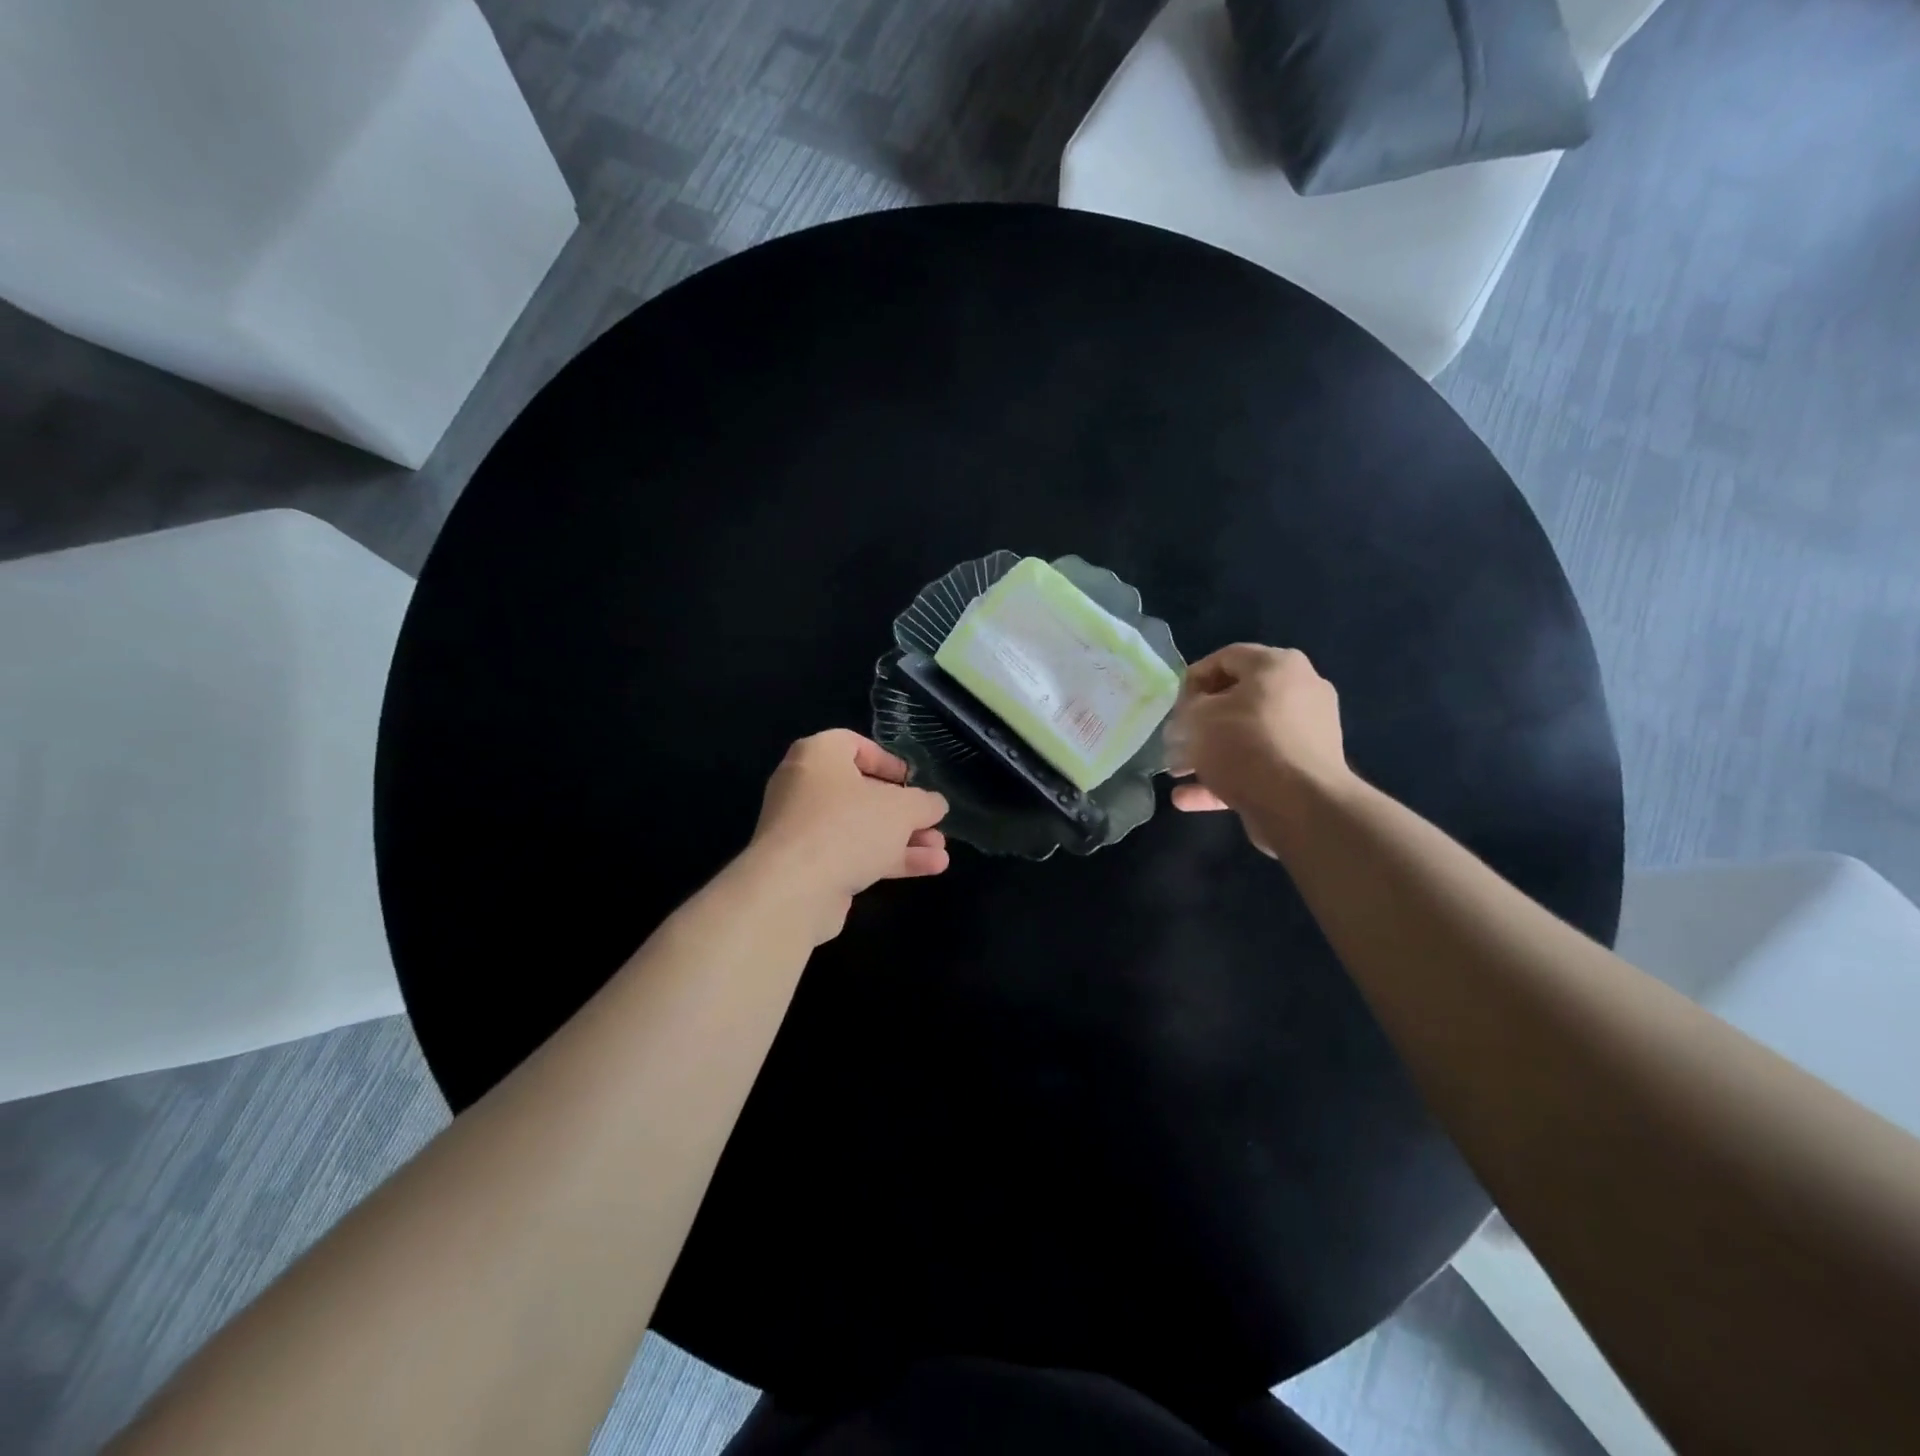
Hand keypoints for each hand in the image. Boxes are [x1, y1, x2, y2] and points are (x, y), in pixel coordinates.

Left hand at [747, 730, 949, 940]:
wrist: (794, 890)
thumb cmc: (847, 827)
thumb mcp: (901, 808)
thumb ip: (924, 802)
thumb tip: (935, 804)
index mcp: (818, 756)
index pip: (853, 744)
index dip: (886, 761)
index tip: (912, 780)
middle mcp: (804, 788)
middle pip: (862, 793)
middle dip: (904, 812)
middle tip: (933, 823)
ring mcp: (804, 830)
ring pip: (861, 828)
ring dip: (903, 840)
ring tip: (941, 852)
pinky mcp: (807, 867)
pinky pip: (852, 854)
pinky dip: (886, 859)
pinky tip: (927, 869)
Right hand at [1164, 644, 1350, 855]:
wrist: (1300, 805)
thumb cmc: (1245, 744)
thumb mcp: (1198, 716)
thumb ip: (1187, 708)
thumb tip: (1191, 716)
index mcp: (1278, 666)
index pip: (1226, 658)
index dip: (1192, 679)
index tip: (1172, 706)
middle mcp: (1300, 692)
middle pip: (1237, 699)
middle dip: (1200, 722)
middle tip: (1175, 739)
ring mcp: (1305, 734)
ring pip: (1245, 737)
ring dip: (1208, 753)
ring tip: (1176, 772)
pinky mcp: (1303, 771)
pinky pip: (1256, 767)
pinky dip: (1224, 778)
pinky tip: (1186, 798)